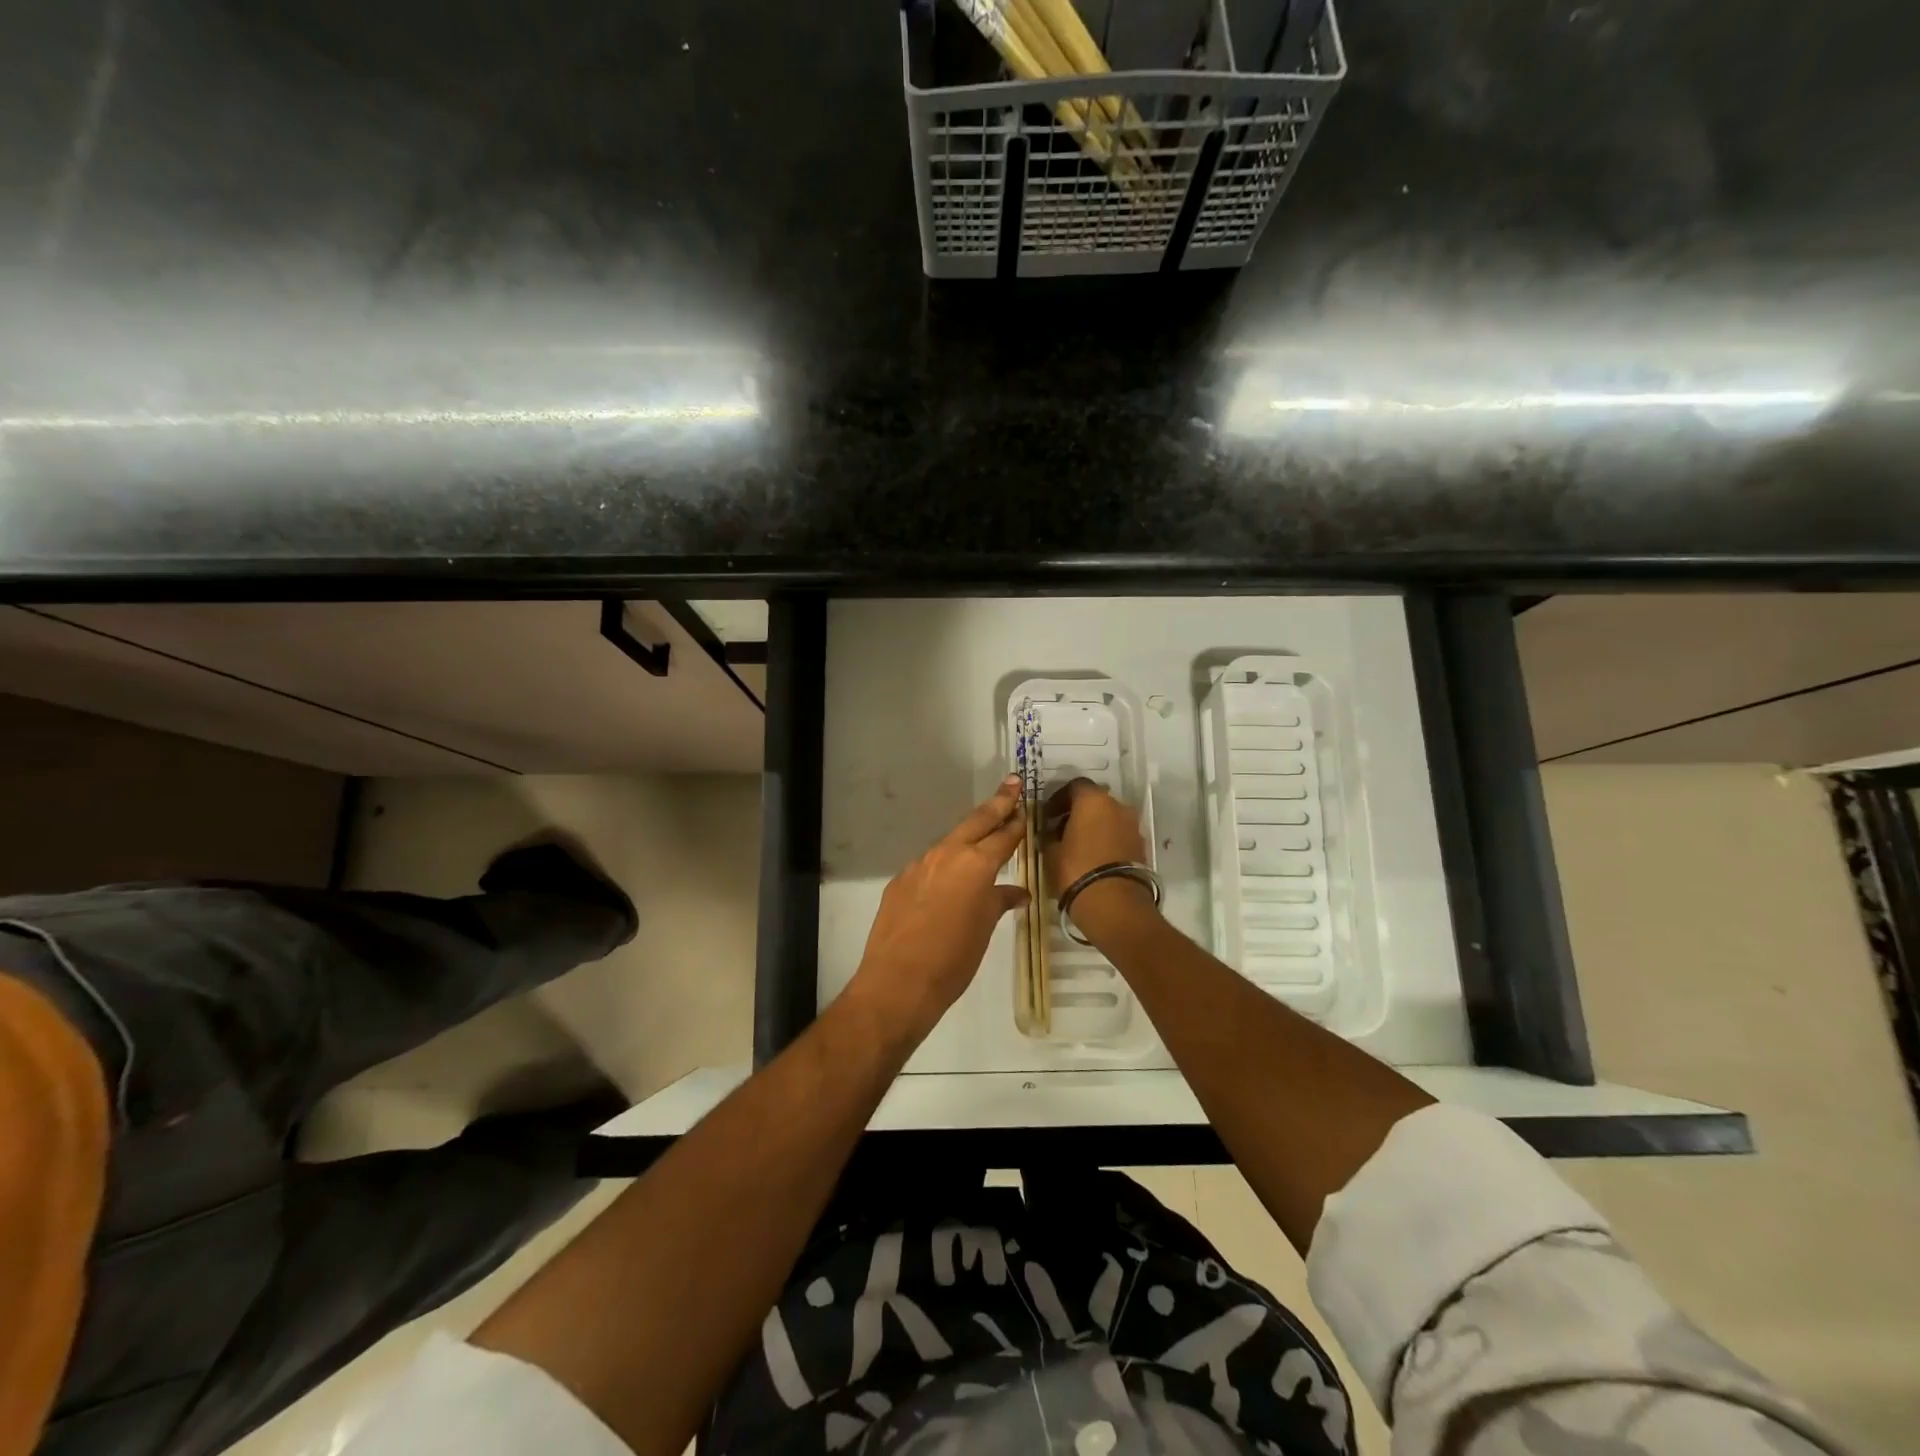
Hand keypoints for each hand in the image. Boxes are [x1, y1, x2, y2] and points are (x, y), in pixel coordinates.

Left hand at [845, 776, 1028, 1044]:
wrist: (898, 981)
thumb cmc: (953, 959)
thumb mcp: (984, 929)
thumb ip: (999, 902)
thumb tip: (1016, 893)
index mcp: (975, 864)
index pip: (1003, 836)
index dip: (1017, 822)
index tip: (1026, 807)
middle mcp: (947, 854)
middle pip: (977, 822)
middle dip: (997, 803)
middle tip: (1012, 782)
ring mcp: (919, 864)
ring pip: (950, 841)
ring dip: (969, 834)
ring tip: (985, 830)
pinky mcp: (900, 880)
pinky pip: (929, 863)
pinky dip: (945, 862)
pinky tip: (950, 876)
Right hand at [1042, 778, 1154, 941]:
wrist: (1115, 905)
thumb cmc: (1076, 871)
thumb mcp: (1051, 853)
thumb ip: (1049, 837)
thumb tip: (1049, 834)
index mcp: (1093, 800)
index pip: (1075, 786)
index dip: (1059, 798)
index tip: (1047, 815)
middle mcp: (1117, 806)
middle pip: (1094, 801)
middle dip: (1077, 813)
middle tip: (1060, 831)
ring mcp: (1133, 826)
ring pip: (1108, 819)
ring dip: (1093, 827)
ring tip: (1075, 847)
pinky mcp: (1141, 847)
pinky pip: (1119, 835)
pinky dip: (1106, 841)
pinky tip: (1092, 859)